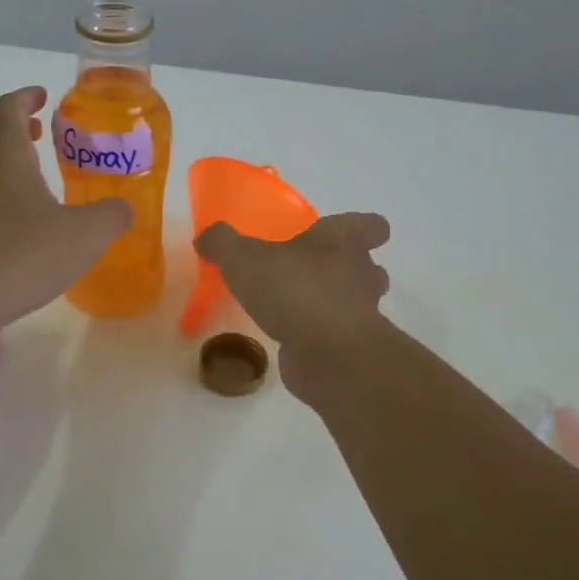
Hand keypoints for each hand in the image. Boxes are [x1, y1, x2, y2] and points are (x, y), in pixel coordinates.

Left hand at [0, 87, 131, 336]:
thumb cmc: (21, 254)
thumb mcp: (84, 235)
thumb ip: (111, 216)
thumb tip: (125, 209)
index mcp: (2, 152)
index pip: (8, 107)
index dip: (25, 97)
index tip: (42, 96)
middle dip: (15, 127)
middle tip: (41, 132)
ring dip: (4, 161)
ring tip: (33, 175)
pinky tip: (17, 223)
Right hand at [195, 213, 391, 401]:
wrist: (327, 354)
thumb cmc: (294, 289)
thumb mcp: (244, 258)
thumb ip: (224, 243)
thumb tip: (207, 237)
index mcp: (342, 241)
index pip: (371, 225)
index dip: (366, 228)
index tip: (355, 235)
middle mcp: (360, 274)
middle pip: (368, 267)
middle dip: (347, 269)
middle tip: (313, 272)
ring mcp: (360, 314)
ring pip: (356, 302)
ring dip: (334, 303)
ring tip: (298, 306)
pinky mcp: (350, 349)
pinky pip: (336, 335)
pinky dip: (318, 335)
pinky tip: (289, 338)